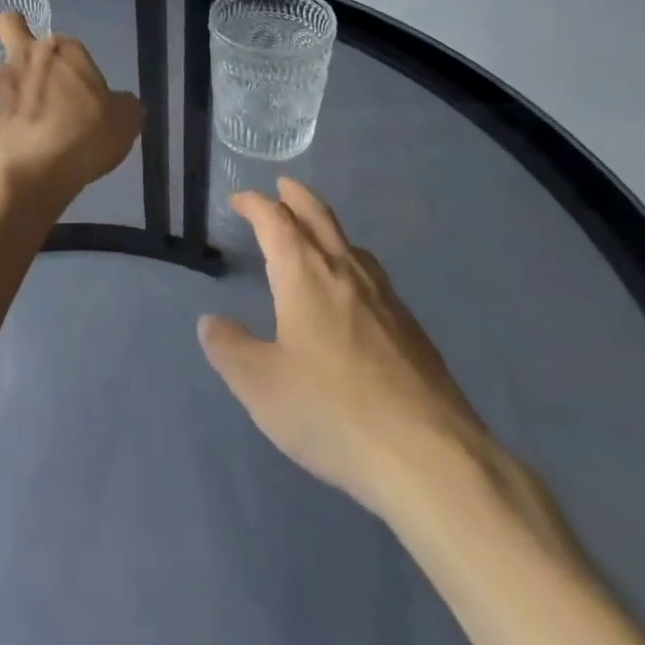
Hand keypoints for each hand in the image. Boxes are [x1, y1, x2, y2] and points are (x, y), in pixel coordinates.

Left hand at [0, 14, 142, 209]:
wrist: (30, 173)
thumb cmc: (82, 138)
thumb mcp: (125, 122)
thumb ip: (123, 105)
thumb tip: (118, 103)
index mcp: (61, 50)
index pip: (67, 43)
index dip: (73, 64)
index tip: (80, 89)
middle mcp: (23, 56)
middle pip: (11, 26)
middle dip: (16, 34)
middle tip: (31, 67)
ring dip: (8, 90)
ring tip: (23, 124)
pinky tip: (12, 149)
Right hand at [197, 179, 504, 521]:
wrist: (432, 458)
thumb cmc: (332, 412)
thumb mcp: (260, 386)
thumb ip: (230, 348)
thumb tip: (212, 322)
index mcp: (304, 275)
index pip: (275, 221)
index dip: (254, 204)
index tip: (238, 200)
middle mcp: (345, 273)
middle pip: (319, 217)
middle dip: (296, 197)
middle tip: (282, 186)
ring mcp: (386, 299)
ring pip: (351, 244)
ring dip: (327, 227)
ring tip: (315, 234)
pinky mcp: (411, 329)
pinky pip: (373, 276)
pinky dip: (351, 263)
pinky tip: (353, 294)